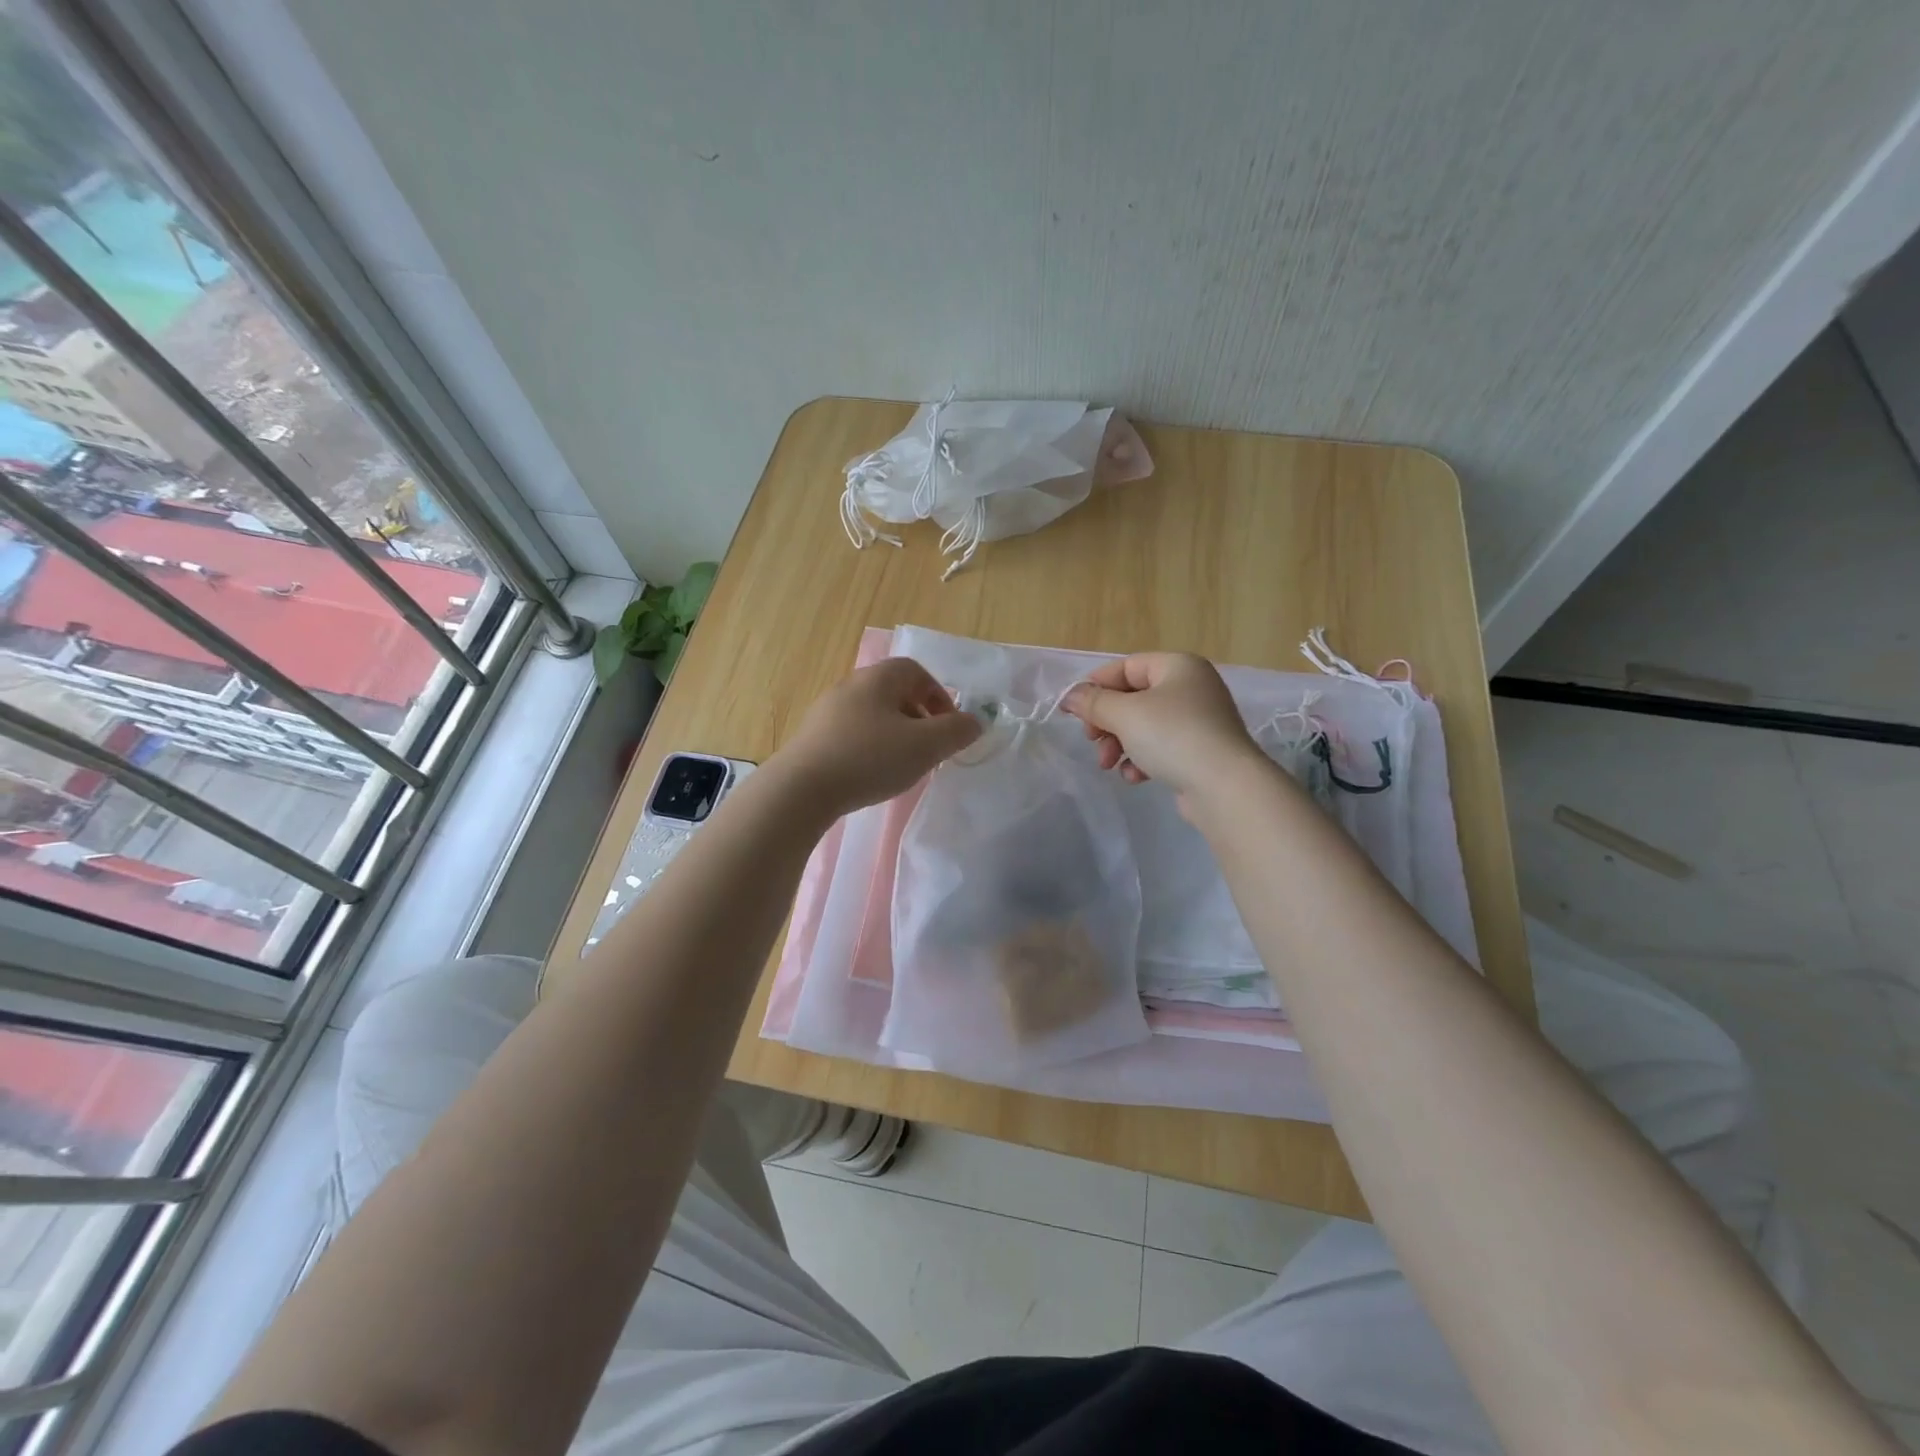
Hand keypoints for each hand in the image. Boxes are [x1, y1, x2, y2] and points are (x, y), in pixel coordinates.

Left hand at [775, 658, 982, 815]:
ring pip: (873, 715)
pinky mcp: (812, 738)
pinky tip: (871, 774)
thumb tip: (974, 722)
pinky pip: (852, 734)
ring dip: (895, 734)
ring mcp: (826, 712)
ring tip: (903, 764)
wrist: (801, 789)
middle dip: (919, 717)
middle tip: (930, 747)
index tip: (948, 726)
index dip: (939, 695)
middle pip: (893, 692)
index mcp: (877, 678)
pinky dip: (870, 747)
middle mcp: (850, 686)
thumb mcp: (925, 746)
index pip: (916, 671)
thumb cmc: (870, 758)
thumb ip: (957, 731)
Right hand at [1061, 652, 1263, 803]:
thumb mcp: (1124, 714)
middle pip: (1133, 698)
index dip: (1096, 686)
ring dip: (1120, 744)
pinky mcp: (1201, 751)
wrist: (1224, 786)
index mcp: (1178, 666)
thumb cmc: (1172, 737)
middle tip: (1092, 741)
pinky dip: (1143, 759)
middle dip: (1107, 723)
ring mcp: (1199, 721)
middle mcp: (1192, 687)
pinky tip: (1136, 777)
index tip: (1075, 712)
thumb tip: (1070, 696)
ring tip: (1109, 765)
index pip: (1126, 667)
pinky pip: (1161, 748)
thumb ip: (1093, 702)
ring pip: (1144, 726)